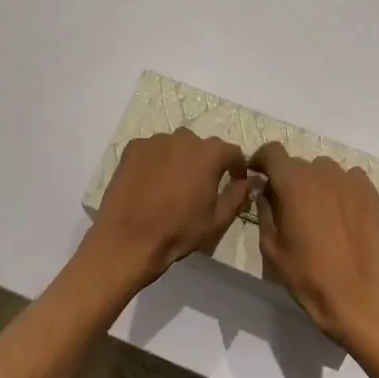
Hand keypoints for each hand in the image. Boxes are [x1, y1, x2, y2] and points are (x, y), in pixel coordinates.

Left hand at [84, 129, 251, 290]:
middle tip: (201, 186)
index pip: (232, 152)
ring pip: (175, 146)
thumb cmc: (178, 231)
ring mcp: (155, 141)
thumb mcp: (218, 220)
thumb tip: (250, 180)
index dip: (237, 167)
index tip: (236, 181)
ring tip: (173, 185)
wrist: (128, 239)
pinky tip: (150, 183)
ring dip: (180, 160)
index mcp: (209, 154)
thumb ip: (238, 195)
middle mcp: (183, 138)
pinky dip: (156, 162)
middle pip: (202, 147)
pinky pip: (152, 151)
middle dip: (206, 162)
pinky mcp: (132, 149)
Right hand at [251, 143, 378, 353]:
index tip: (258, 175)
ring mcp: (350, 181)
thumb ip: (264, 210)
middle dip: (288, 178)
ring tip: (317, 211)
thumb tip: (264, 190)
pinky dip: (341, 188)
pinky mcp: (370, 194)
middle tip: (287, 205)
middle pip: (299, 164)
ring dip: (315, 183)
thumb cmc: (306, 274)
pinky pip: (350, 179)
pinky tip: (341, 212)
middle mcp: (322, 173)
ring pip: (325, 170)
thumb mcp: (271, 246)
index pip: (273, 152)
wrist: (355, 296)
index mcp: (293, 183)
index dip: (261, 160)